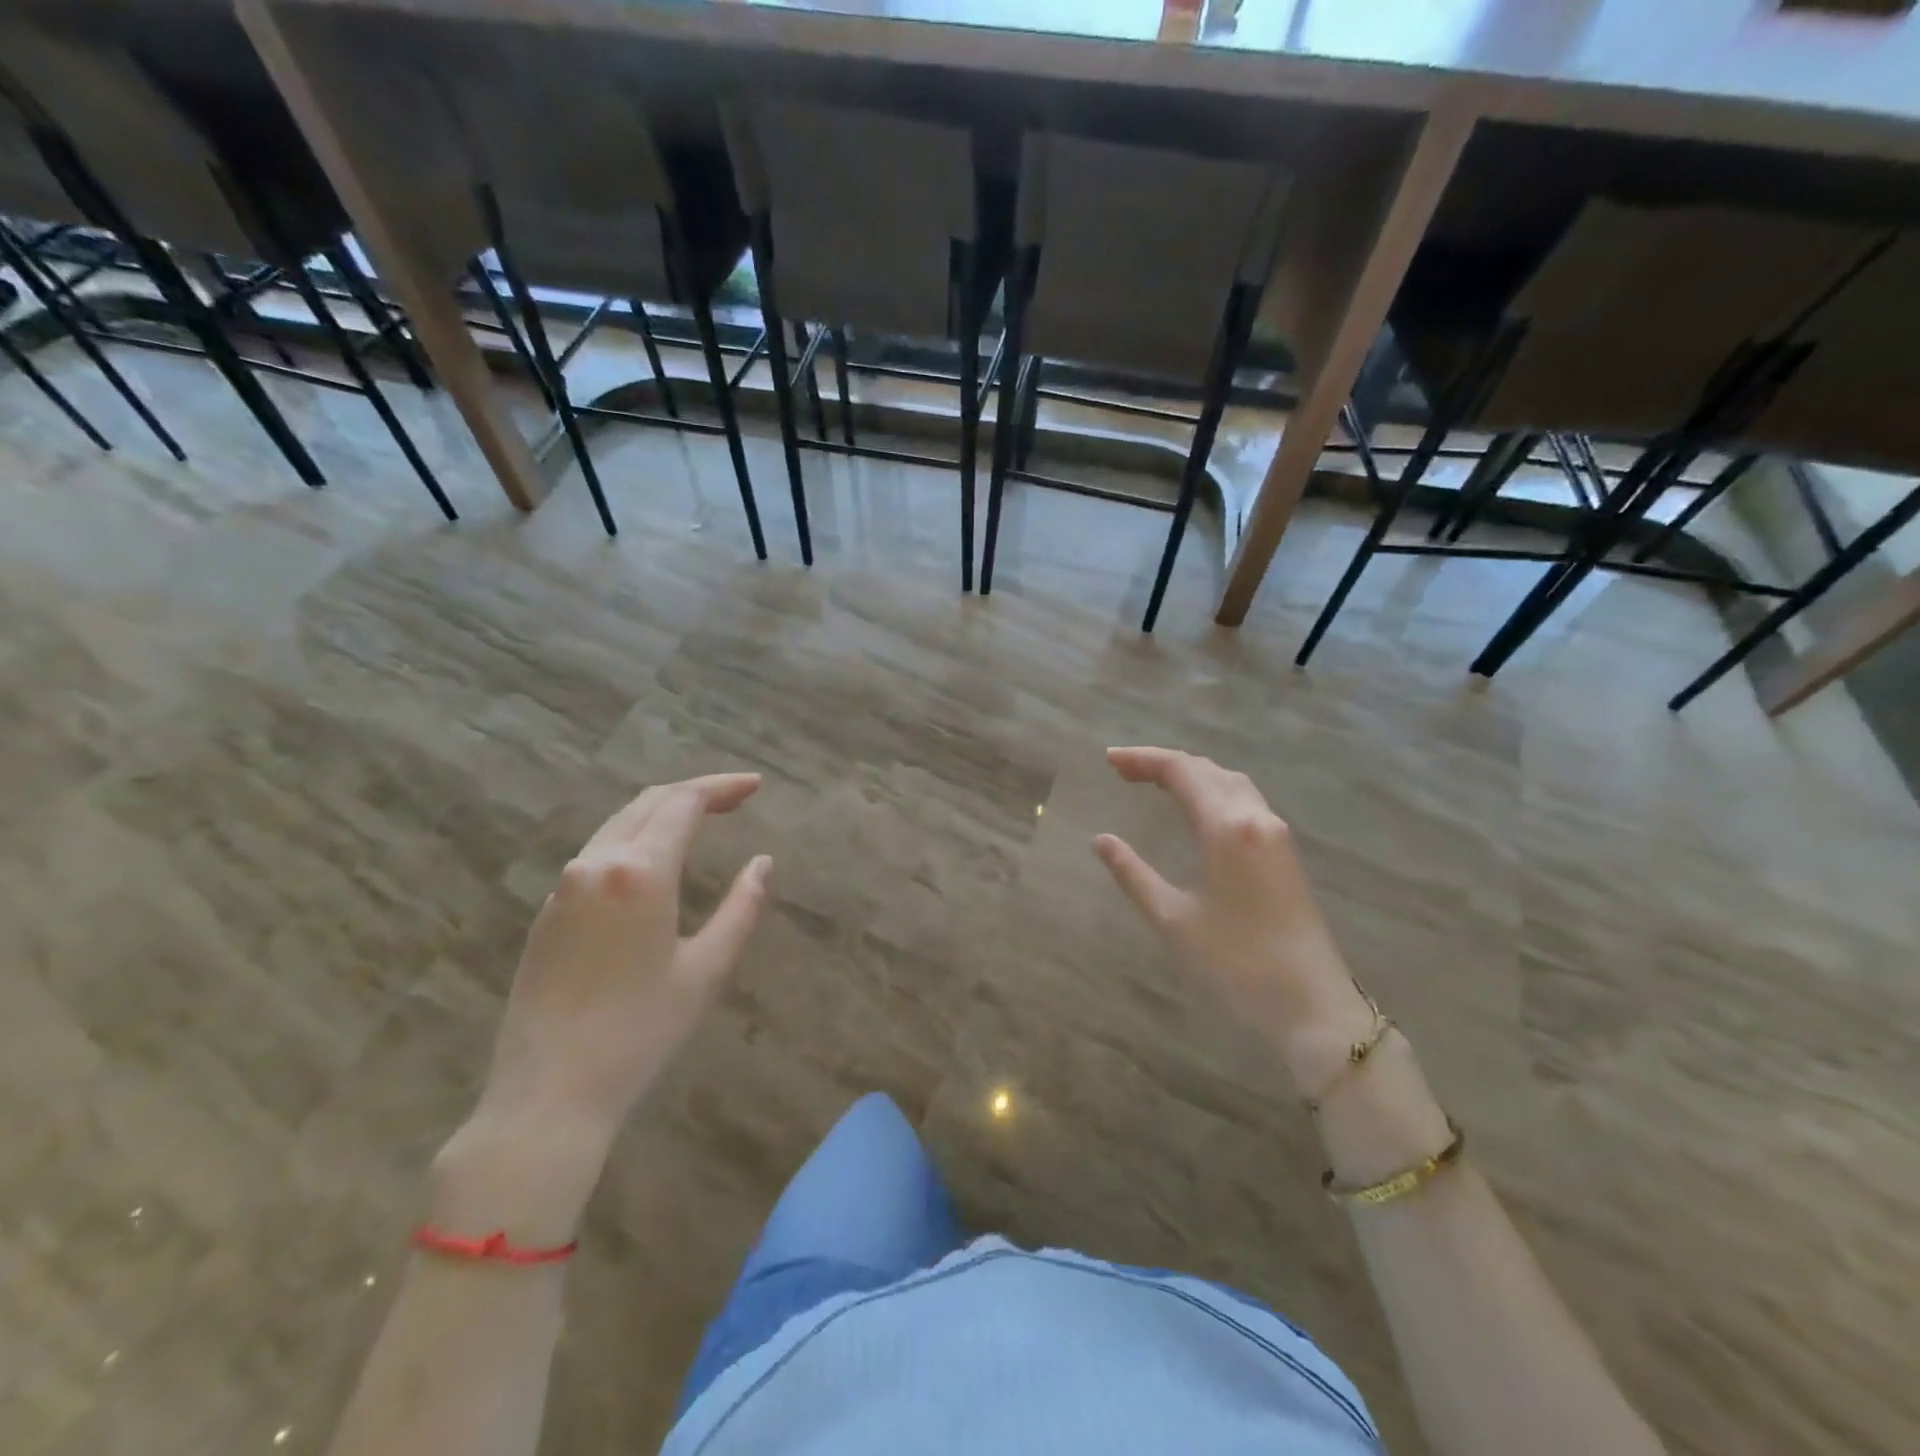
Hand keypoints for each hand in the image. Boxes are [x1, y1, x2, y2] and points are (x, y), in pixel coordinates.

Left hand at [434, 773, 770, 1242]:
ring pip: (619, 824)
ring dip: (662, 813)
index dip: (722, 787)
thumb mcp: (707, 970)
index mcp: (639, 873)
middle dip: (695, 792)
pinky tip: (654, 861)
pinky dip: (635, 839)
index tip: (756, 786)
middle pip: (648, 802)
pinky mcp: (547, 911)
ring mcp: (563, 886)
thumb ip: (742, 908)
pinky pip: (597, 853)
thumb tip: (763, 863)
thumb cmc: (640, 1033)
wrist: (547, 1094)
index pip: (684, 803)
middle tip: (736, 798)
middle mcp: (596, 864)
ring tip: (701, 820)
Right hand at [1093, 747, 1375, 1095]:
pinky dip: (1212, 791)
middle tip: (1123, 771)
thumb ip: (1133, 874)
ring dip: (1191, 774)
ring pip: (1230, 783)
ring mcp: (1276, 834)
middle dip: (1163, 764)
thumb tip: (1101, 840)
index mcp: (1226, 827)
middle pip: (1207, 770)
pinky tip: (1197, 810)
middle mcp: (1255, 818)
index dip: (1143, 759)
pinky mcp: (1285, 853)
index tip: (1108, 761)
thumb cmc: (1236, 963)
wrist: (1312, 1004)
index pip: (1181, 771)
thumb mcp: (1173, 920)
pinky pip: (1244, 801)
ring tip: (1154, 783)